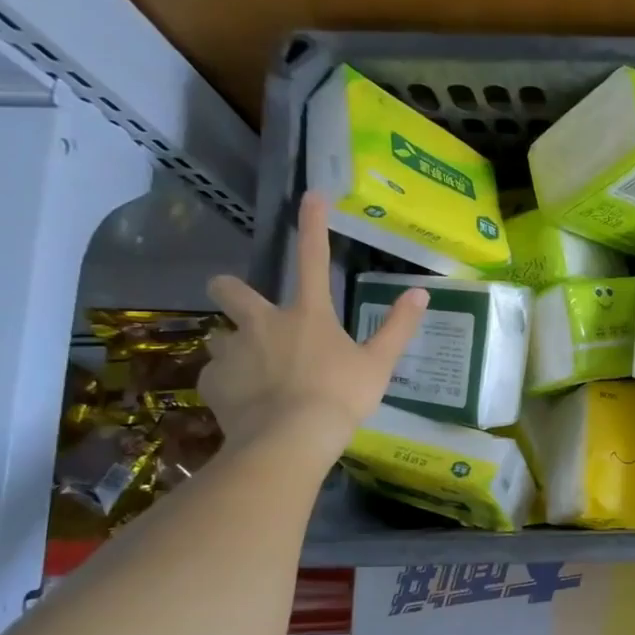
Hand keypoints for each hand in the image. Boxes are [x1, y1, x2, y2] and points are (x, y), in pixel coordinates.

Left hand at [200, 193, 426, 458]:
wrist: (290, 439)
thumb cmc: (340, 397)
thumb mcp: (378, 364)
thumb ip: (398, 328)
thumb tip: (421, 293)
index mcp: (307, 314)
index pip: (312, 258)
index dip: (313, 225)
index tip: (311, 196)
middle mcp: (263, 322)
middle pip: (229, 289)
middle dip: (229, 290)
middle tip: (240, 306)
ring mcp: (233, 351)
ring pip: (220, 337)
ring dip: (233, 347)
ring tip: (252, 372)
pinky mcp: (212, 382)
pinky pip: (215, 376)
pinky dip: (227, 385)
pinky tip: (244, 403)